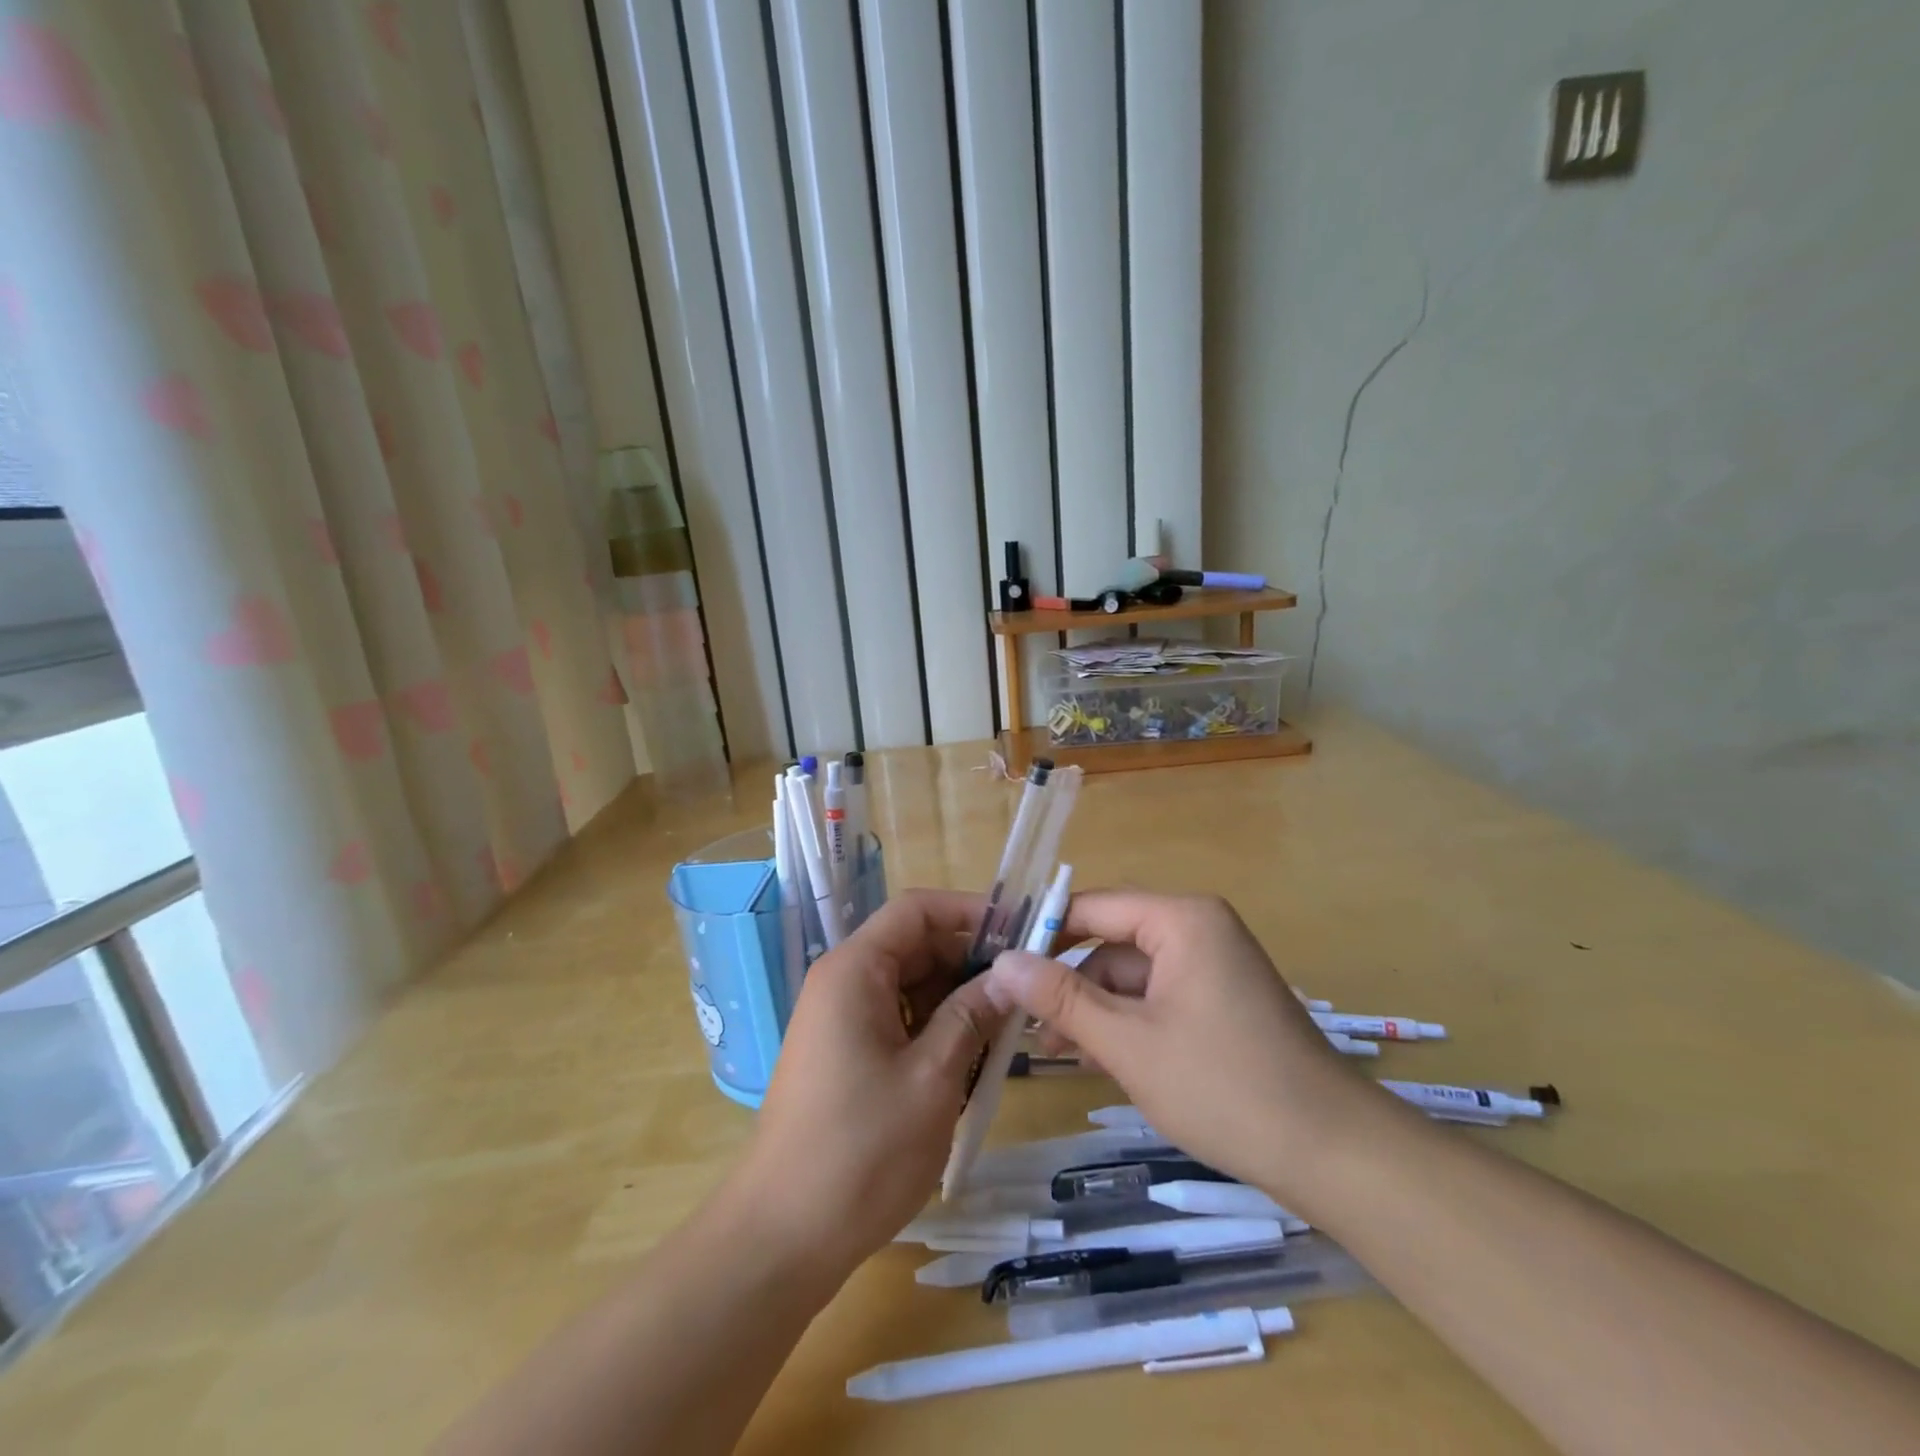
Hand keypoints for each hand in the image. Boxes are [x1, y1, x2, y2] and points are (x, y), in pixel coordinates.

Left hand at [732, 889, 1006, 1278]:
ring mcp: (841, 1018)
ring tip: (1004, 1031)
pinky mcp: (845, 1051)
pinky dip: (935, 1028)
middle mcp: (843, 981)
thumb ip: (973, 1015)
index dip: (969, 911)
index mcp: (855, 970)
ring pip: (911, 985)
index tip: (1021, 933)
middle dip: (969, 962)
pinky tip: (969, 1060)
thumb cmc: (862, 1151)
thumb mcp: (933, 1078)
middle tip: (1023, 992)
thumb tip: (1011, 973)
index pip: (916, 910)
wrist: (783, 1237)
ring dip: (957, 1000)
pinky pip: (898, 1018)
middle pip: (915, 946)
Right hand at [985, 891, 1382, 1210]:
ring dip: (1094, 1008)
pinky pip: (1157, 997)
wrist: (1331, 1154)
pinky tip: (1097, 1058)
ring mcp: (1212, 965)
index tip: (1000, 965)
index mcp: (1181, 919)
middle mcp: (1198, 929)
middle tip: (1024, 1022)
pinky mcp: (1219, 1000)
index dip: (1044, 933)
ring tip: (1055, 1052)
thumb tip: (1001, 962)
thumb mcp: (1128, 1043)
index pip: (1094, 907)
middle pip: (1112, 942)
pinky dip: (1127, 1022)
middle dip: (1069, 982)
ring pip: (1131, 975)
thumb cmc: (1223, 1086)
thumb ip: (1061, 998)